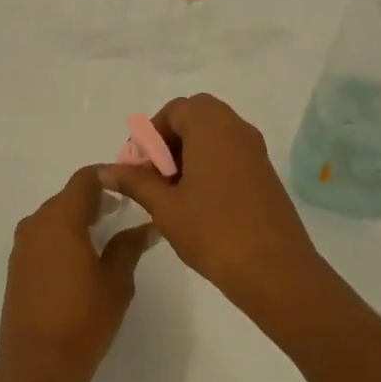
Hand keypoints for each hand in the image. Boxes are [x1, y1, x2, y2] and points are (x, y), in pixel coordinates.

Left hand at [0, 166, 157, 381]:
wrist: (36, 366)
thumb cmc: (83, 319)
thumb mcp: (116, 281)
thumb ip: (130, 246)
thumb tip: (148, 225)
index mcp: (61, 218)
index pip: (85, 179)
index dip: (110, 175)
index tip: (133, 184)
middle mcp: (36, 223)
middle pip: (68, 196)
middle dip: (97, 198)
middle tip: (127, 208)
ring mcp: (22, 245)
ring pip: (55, 217)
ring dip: (79, 218)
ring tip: (109, 232)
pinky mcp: (17, 267)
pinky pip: (44, 237)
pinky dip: (64, 237)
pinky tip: (84, 256)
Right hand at [98, 94, 320, 312]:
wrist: (275, 271)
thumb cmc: (214, 232)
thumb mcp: (165, 207)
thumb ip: (135, 181)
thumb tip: (105, 169)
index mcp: (212, 127)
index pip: (175, 110)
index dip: (151, 134)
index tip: (139, 166)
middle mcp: (236, 129)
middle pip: (196, 115)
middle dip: (170, 138)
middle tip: (155, 173)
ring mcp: (255, 150)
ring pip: (215, 133)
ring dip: (189, 150)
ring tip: (172, 190)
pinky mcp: (264, 173)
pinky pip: (231, 151)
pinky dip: (210, 162)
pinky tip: (197, 200)